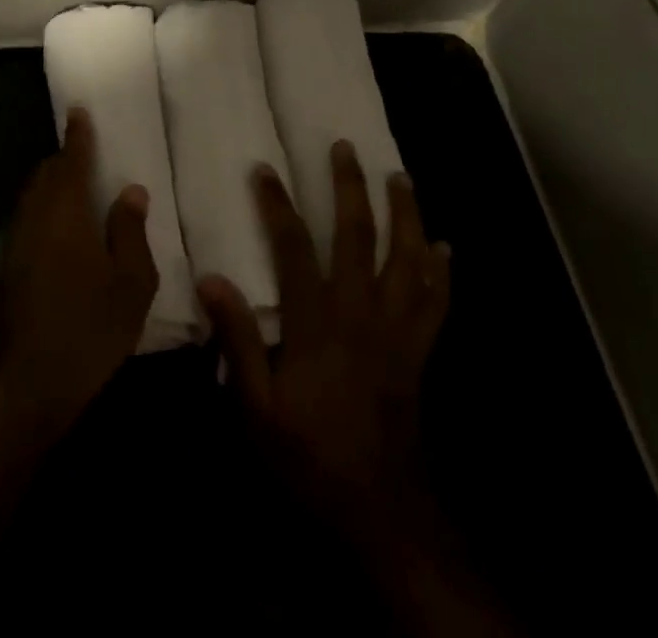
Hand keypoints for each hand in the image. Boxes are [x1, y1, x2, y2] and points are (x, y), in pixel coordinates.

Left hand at [0, 107, 158, 428]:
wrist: (32, 383)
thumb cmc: (91, 326)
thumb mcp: (131, 281)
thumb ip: (131, 230)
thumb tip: (131, 190)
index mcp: (64, 213)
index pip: (70, 161)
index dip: (77, 136)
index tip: (79, 112)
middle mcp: (35, 219)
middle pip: (45, 175)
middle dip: (64, 160)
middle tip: (86, 154)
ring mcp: (18, 245)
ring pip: (34, 198)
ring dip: (53, 186)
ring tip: (78, 189)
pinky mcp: (11, 269)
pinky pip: (30, 220)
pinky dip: (46, 210)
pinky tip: (65, 231)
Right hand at [199, 143, 450, 535]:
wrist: (378, 509)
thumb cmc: (309, 454)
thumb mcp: (255, 407)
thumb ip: (238, 340)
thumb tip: (212, 279)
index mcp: (317, 322)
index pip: (294, 248)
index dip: (278, 205)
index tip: (265, 168)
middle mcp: (359, 312)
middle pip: (358, 236)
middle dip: (351, 188)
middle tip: (347, 149)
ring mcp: (396, 330)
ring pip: (406, 259)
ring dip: (405, 215)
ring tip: (402, 178)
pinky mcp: (419, 351)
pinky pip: (436, 303)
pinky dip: (442, 272)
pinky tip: (445, 247)